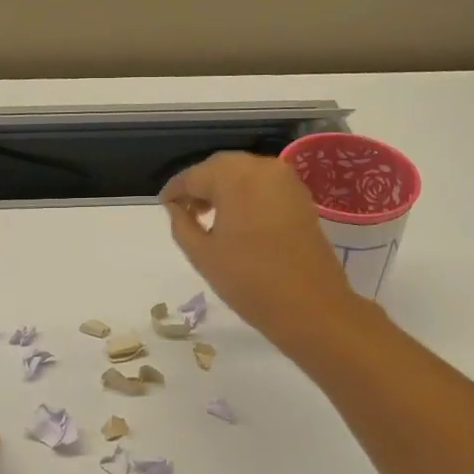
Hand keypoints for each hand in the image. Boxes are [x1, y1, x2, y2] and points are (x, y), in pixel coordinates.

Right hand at [161, 151, 363, 349]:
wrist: (310, 306)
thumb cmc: (249, 281)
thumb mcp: (202, 255)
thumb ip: (182, 225)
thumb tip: (175, 208)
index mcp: (234, 177)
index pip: (194, 175)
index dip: (175, 190)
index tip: (163, 205)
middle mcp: (262, 168)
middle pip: (221, 167)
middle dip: (200, 185)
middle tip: (185, 210)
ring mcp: (286, 181)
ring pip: (245, 174)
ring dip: (224, 189)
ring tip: (209, 218)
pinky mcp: (301, 197)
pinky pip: (265, 185)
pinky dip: (247, 195)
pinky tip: (237, 220)